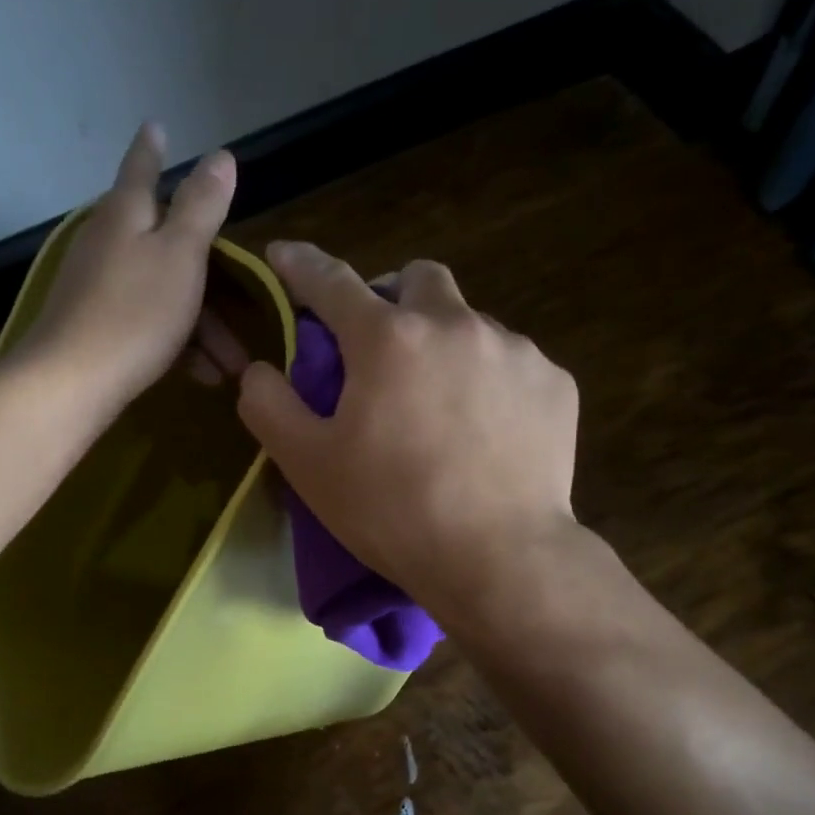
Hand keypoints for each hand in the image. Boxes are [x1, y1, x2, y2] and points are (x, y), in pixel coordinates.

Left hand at [15, 123, 236, 410]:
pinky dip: (178, 342)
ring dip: (203, 325)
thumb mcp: (180, 255)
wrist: (72, 381)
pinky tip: (202, 373)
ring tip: (232, 363)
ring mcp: (98, 286)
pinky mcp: (96, 327)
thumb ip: (201, 207)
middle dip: (209, 275)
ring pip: (164, 292)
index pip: (141, 169)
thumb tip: (220, 155)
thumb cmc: (135, 313)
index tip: (156, 125)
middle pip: (165, 244)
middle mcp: (108, 243)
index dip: (152, 149)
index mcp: (126, 215)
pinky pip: (149, 324)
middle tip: (243, 301)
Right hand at [236, 242, 580, 621]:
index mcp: (387, 339)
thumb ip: (269, 406)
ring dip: (445, 346)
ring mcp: (514, 350)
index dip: (301, 266)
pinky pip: (513, 364)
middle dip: (394, 298)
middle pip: (419, 278)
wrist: (499, 559)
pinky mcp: (554, 383)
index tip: (284, 256)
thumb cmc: (392, 512)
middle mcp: (455, 324)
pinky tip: (486, 433)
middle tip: (383, 349)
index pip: (331, 282)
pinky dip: (490, 383)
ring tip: (440, 408)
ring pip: (470, 323)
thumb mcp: (308, 465)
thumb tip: (259, 370)